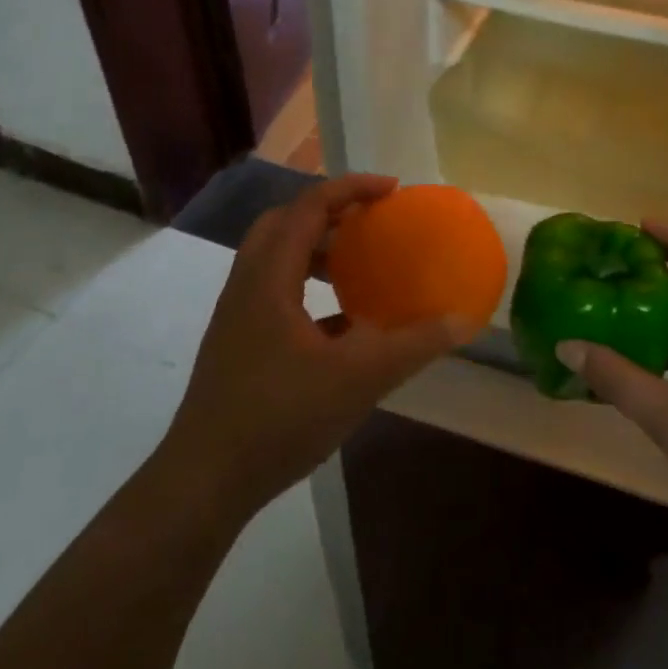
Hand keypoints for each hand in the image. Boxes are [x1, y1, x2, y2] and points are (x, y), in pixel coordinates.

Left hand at [157, 175, 472, 525]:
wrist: (206, 480)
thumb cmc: (279, 417)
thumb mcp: (358, 379)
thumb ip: (412, 345)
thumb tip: (461, 320)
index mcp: (269, 277)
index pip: (308, 207)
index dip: (351, 188)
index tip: (392, 190)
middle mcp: (247, 284)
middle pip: (284, 223)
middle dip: (329, 212)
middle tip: (370, 221)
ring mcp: (238, 315)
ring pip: (276, 259)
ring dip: (317, 250)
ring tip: (359, 265)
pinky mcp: (238, 343)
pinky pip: (275, 293)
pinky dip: (308, 288)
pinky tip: (344, 324)